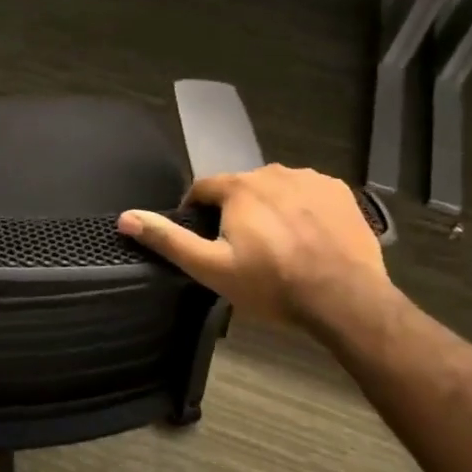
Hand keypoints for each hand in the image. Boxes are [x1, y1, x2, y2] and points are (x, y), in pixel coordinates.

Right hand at [116, 165, 388, 325]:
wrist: (345, 299)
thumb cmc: (272, 284)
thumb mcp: (211, 268)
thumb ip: (169, 240)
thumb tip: (125, 218)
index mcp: (238, 187)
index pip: (203, 188)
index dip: (197, 211)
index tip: (203, 237)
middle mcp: (272, 172)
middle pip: (241, 188)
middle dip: (236, 212)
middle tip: (243, 249)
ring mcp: (310, 179)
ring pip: (276, 189)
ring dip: (270, 208)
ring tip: (278, 246)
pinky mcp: (340, 191)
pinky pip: (309, 193)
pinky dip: (303, 209)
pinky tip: (309, 239)